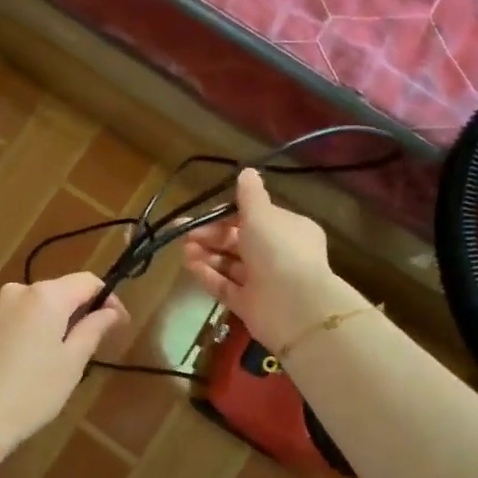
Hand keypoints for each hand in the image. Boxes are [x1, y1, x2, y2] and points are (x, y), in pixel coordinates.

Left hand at [0, 272, 129, 457]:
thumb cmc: (32, 390)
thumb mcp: (72, 362)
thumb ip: (93, 329)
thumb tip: (110, 311)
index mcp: (46, 295)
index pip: (88, 281)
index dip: (109, 299)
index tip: (120, 325)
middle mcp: (19, 291)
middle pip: (62, 291)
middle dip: (82, 311)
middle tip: (97, 344)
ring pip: (39, 305)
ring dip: (58, 322)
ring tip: (67, 357)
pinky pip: (20, 318)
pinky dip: (36, 330)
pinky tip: (37, 361)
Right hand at [182, 168, 349, 351]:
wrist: (294, 305)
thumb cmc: (278, 249)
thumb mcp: (261, 214)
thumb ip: (250, 195)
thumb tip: (247, 171)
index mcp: (288, 229)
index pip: (254, 218)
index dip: (226, 215)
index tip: (204, 214)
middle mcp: (278, 254)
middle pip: (238, 241)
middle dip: (211, 235)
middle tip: (185, 233)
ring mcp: (264, 282)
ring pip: (230, 264)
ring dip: (207, 254)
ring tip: (183, 249)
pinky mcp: (250, 305)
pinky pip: (226, 287)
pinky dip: (209, 275)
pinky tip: (190, 265)